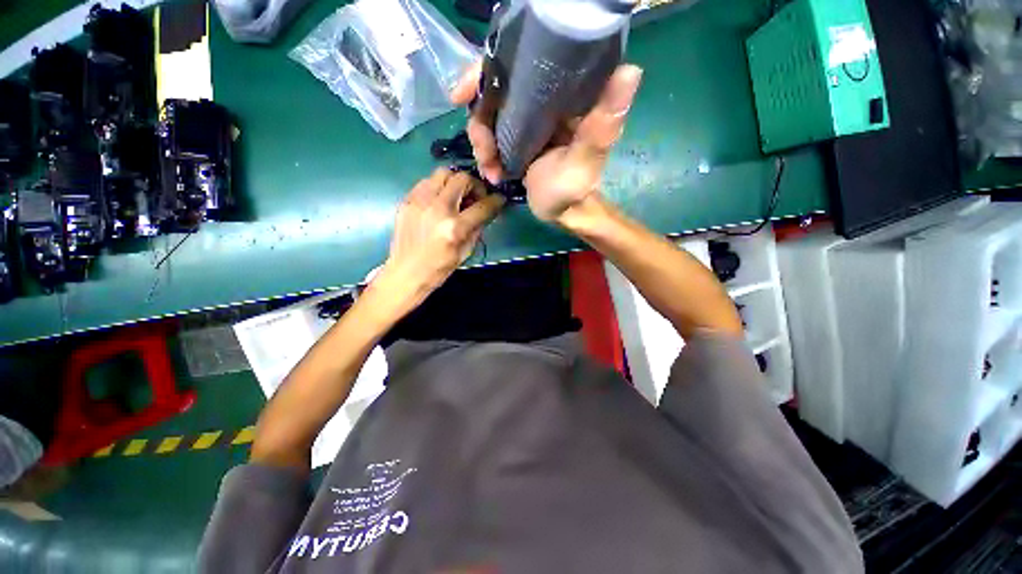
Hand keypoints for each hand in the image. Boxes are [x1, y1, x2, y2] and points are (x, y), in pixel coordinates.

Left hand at [372, 168, 504, 316]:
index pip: (482, 206)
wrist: (406, 272)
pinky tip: (440, 200)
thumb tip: (485, 211)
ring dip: (455, 182)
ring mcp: (419, 201)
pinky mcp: (407, 200)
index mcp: (454, 228)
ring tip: (457, 196)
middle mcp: (437, 209)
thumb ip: (477, 227)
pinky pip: (427, 182)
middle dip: (474, 185)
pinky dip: (438, 186)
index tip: (499, 199)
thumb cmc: (439, 267)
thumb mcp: (465, 251)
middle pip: (462, 178)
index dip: (495, 201)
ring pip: (443, 173)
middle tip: (475, 197)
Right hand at [450, 61, 642, 222]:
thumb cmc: (573, 189)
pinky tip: (493, 173)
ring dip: (481, 144)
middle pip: (495, 91)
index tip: (464, 94)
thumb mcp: (585, 160)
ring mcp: (525, 120)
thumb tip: (631, 71)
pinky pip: (489, 136)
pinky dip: (485, 154)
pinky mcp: (515, 138)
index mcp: (562, 95)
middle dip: (480, 120)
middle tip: (484, 151)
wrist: (561, 212)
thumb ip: (601, 124)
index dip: (487, 73)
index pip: (520, 64)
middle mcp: (541, 100)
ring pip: (488, 115)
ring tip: (492, 170)